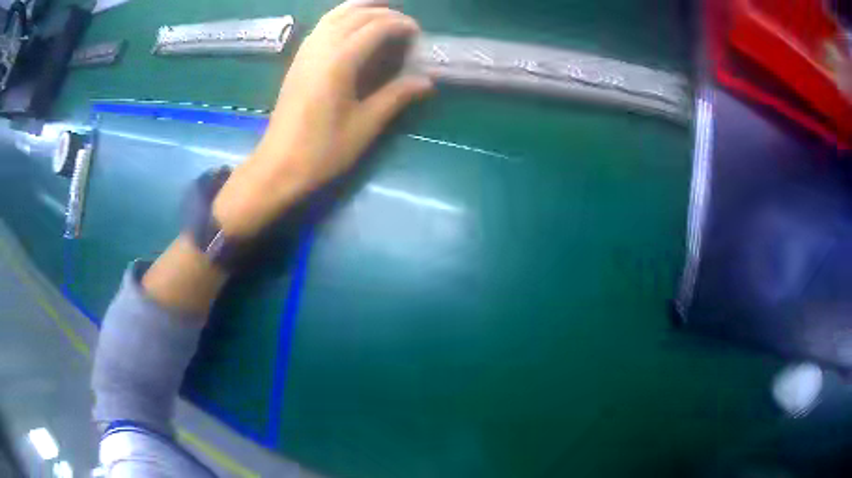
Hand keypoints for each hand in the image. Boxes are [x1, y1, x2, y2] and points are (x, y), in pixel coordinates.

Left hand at [213, 0, 433, 237]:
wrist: (278, 166)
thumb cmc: (322, 151)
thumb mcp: (365, 126)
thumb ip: (396, 96)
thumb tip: (427, 81)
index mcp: (339, 63)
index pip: (374, 27)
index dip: (400, 24)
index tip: (418, 34)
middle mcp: (320, 49)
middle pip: (354, 15)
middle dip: (384, 12)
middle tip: (405, 23)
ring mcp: (305, 53)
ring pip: (334, 15)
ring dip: (360, 8)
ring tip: (382, 13)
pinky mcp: (297, 61)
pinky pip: (322, 26)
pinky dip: (341, 18)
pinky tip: (351, 27)